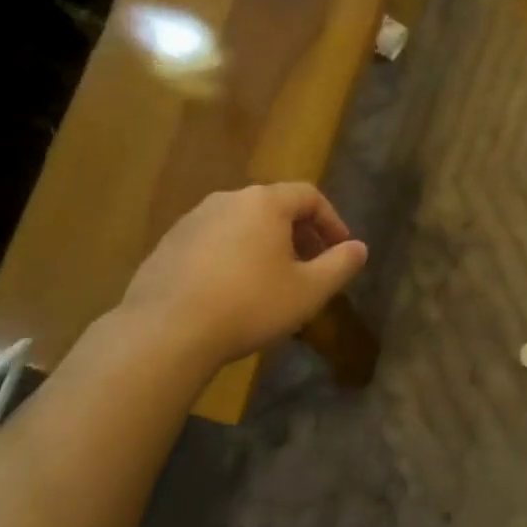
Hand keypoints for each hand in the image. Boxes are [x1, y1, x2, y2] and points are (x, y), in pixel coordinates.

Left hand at [119, 183, 367, 366]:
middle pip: (274, 207)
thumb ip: (340, 265)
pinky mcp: (168, 244)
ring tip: (275, 281)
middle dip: (300, 234)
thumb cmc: (250, 304)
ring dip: (266, 245)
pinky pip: (214, 241)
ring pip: (243, 224)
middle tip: (312, 267)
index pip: (309, 196)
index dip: (332, 221)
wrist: (167, 330)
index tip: (341, 250)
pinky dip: (235, 256)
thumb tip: (359, 248)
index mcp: (264, 203)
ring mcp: (192, 220)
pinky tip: (235, 291)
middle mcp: (227, 200)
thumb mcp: (309, 291)